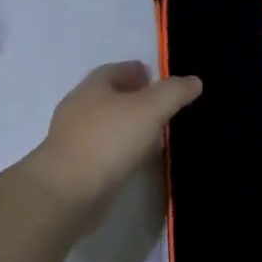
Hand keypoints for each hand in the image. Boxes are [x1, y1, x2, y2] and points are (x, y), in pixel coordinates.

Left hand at [31, 62, 201, 219]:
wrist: (67, 191)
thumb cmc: (108, 140)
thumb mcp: (150, 109)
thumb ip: (174, 92)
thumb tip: (194, 81)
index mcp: (94, 85)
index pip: (119, 69)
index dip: (141, 72)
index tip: (163, 81)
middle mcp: (80, 107)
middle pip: (112, 96)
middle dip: (136, 99)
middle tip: (164, 108)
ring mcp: (74, 137)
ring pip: (108, 124)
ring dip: (129, 126)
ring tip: (156, 135)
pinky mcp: (76, 165)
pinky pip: (105, 150)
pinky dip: (121, 150)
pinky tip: (137, 160)